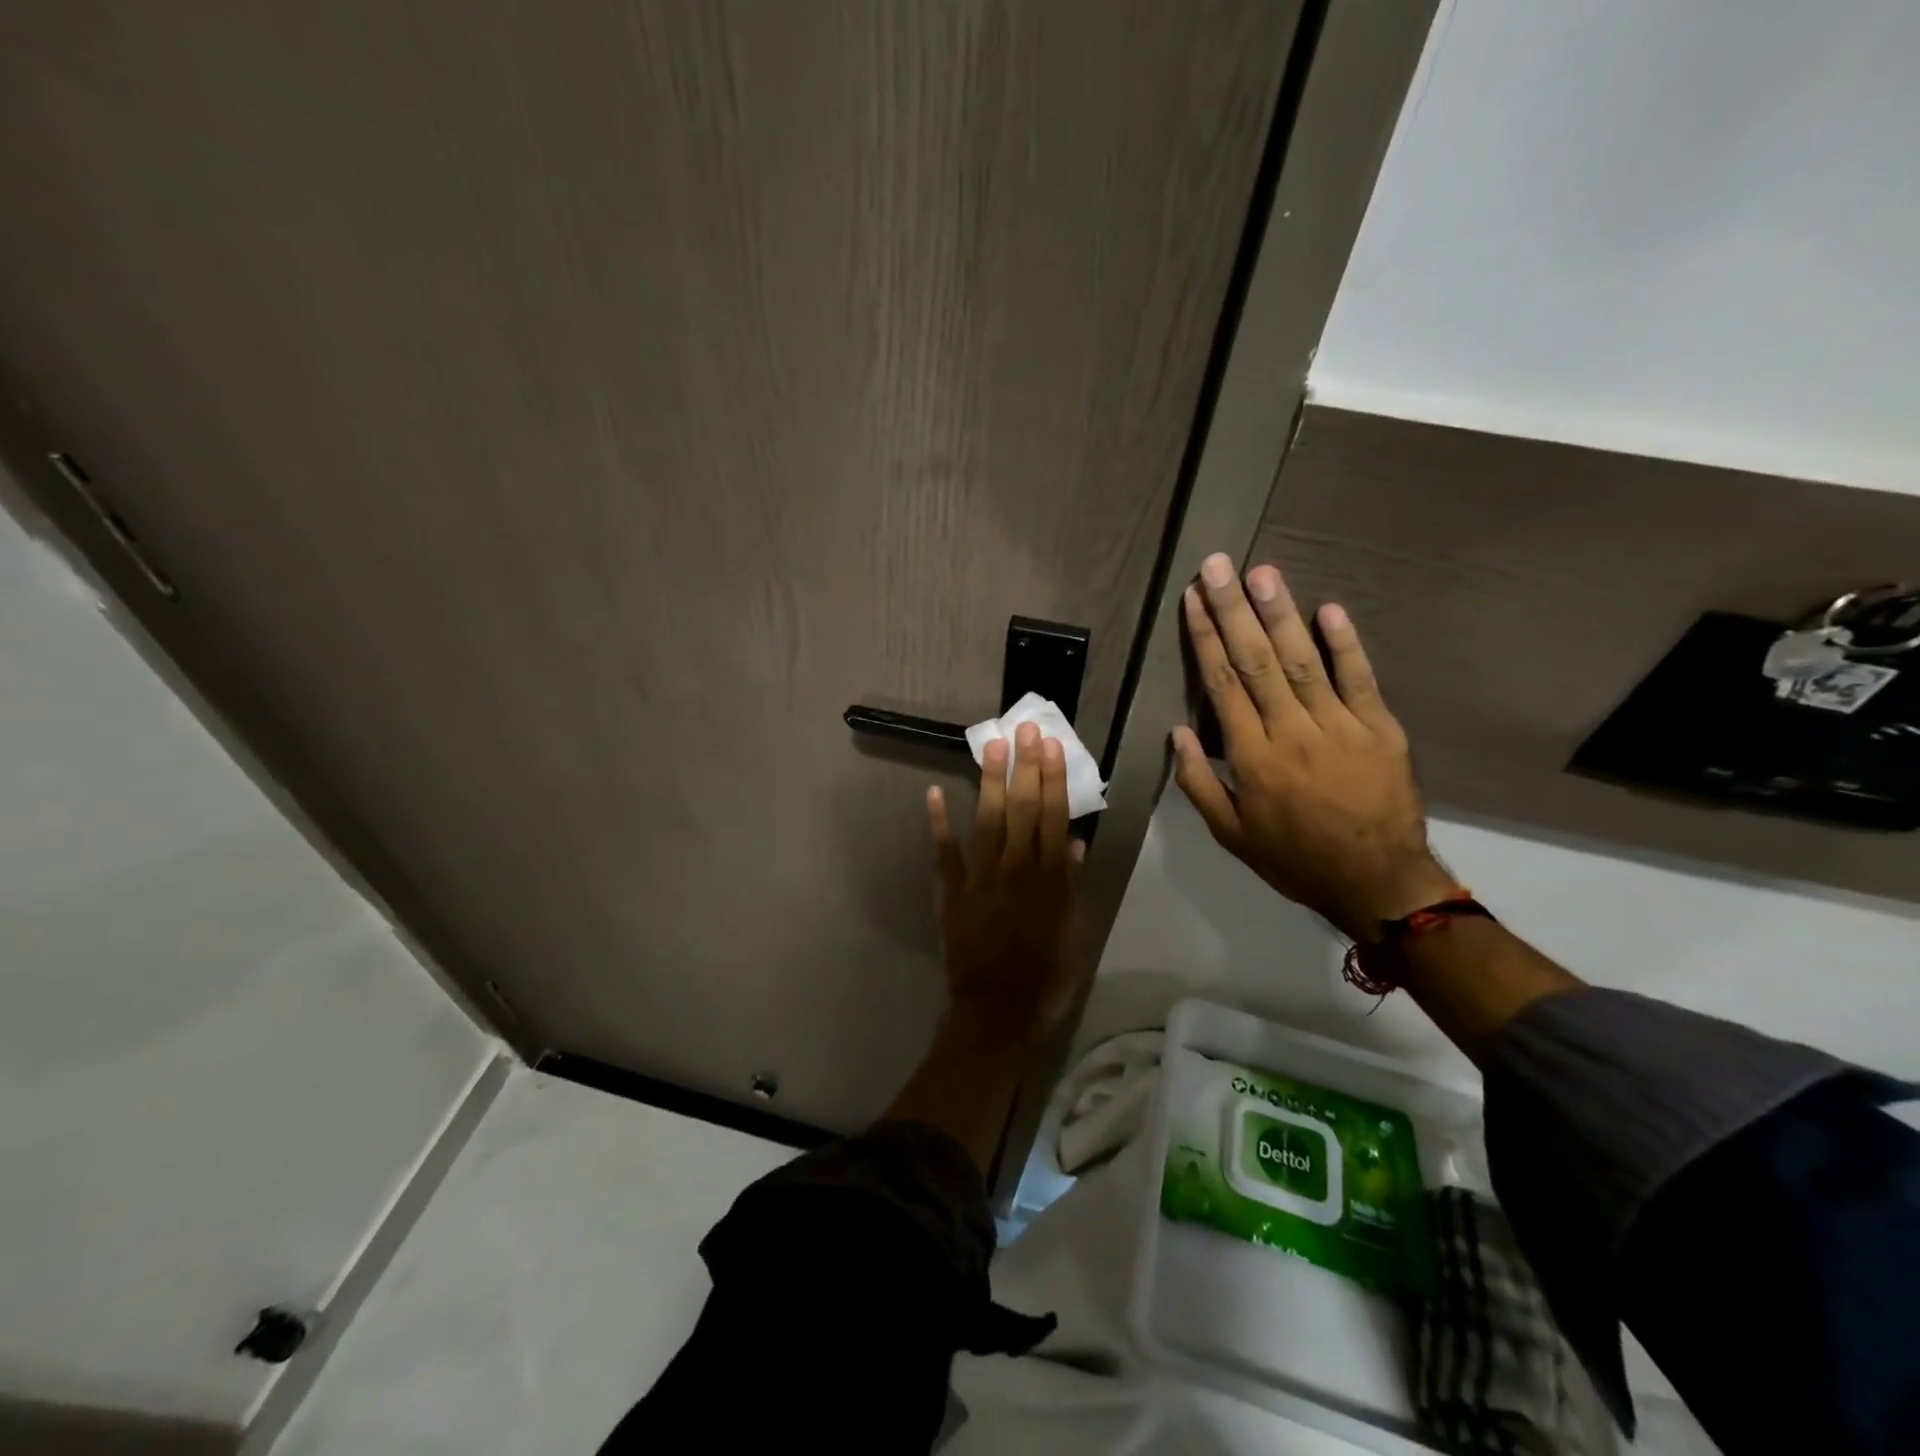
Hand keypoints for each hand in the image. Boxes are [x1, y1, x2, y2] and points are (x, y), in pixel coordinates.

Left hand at [926, 722, 1085, 1051]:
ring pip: (987, 821)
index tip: (1050, 745)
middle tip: (1024, 728)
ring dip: (990, 782)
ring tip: (993, 746)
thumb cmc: (1046, 978)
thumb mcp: (1074, 936)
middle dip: (1024, 767)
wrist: (996, 1014)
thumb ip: (1072, 887)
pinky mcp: (952, 893)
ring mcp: (979, 879)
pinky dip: (939, 823)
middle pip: (1021, 810)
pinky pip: (945, 853)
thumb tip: (1072, 843)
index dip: (1052, 779)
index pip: (1052, 818)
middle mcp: (1015, 871)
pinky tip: (936, 793)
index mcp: (1049, 881)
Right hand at [1171, 553, 1455, 942]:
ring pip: (1302, 661)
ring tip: (1262, 573)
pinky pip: (1360, 679)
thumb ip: (1200, 783)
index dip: (1205, 638)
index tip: (1192, 600)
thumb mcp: (1231, 834)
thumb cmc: (1295, 858)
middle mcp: (1292, 731)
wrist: (1377, 882)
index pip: (1222, 684)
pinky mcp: (1380, 728)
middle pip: (1256, 660)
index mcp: (1252, 757)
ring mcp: (1340, 726)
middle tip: (1218, 566)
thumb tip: (1179, 732)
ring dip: (1281, 614)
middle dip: (1234, 610)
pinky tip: (1329, 609)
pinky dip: (1345, 643)